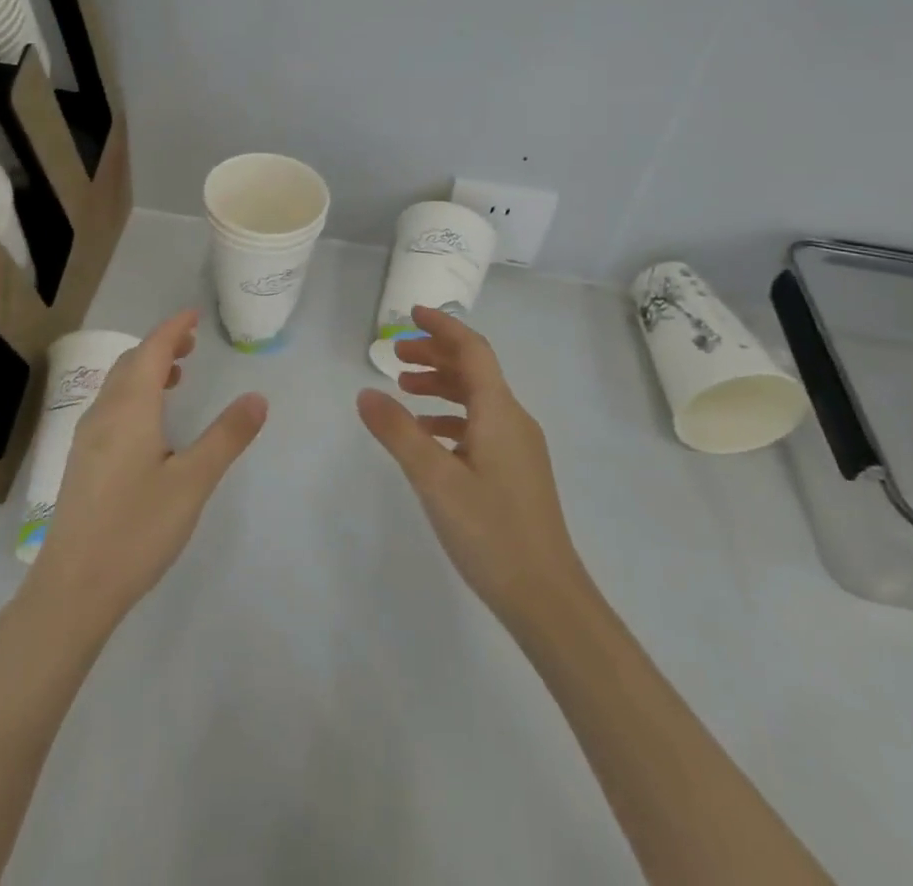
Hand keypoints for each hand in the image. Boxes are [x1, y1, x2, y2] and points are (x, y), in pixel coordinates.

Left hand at [23, 310, 267, 635]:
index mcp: (130, 408)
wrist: (73, 587)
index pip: (152, 350)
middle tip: (192, 344)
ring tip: (176, 377)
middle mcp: (104, 414)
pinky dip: (133, 394)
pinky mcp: (82, 462)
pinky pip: (110, 407)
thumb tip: (257, 397)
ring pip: (117, 385)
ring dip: (145, 370)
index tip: (194, 314)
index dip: (173, 328)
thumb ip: (226, 437)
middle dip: (161, 346)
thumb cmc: (137, 529)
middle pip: (131, 363)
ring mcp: (87, 438)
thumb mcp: (193, 482)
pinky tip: (149, 424)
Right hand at [358, 305, 590, 629]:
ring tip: (403, 388)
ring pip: (476, 399)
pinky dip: (450, 417)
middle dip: (435, 354)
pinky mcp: (515, 472)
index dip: (442, 327)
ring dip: (440, 385)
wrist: (547, 598)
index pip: (472, 350)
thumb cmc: (491, 531)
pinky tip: (426, 437)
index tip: (411, 314)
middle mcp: (513, 420)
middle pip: (474, 370)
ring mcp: (518, 448)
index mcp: (500, 411)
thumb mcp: (435, 479)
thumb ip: (398, 432)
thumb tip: (365, 392)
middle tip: (394, 354)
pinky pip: (480, 426)